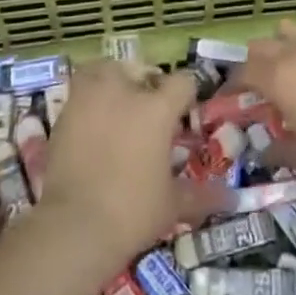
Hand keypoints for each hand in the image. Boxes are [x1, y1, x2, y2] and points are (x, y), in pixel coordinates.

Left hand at [41, 61, 223, 259]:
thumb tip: (231, 198)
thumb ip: (201, 195)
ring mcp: (90, 99)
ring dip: (110, 80)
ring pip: (101, 70)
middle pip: (138, 68)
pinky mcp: (63, 115)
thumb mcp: (172, 205)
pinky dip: (86, 103)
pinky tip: (91, 127)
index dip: (186, 95)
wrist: (75, 225)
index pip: (182, 82)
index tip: (184, 113)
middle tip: (147, 109)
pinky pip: (78, 95)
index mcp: (157, 109)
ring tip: (114, 103)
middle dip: (144, 83)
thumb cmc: (132, 211)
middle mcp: (124, 92)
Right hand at [239, 20, 295, 197]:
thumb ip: (279, 151)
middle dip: (253, 65)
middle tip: (256, 90)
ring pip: (288, 32)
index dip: (231, 84)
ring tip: (287, 74)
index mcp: (280, 79)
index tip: (228, 98)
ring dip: (279, 48)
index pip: (243, 71)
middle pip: (261, 46)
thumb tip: (263, 149)